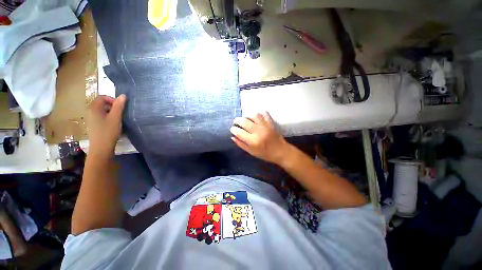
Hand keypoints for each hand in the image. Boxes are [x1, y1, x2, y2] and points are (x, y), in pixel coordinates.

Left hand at [87, 95, 125, 153]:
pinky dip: (108, 117)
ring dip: (111, 112)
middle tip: (120, 113)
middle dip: (112, 106)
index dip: (112, 100)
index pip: (102, 97)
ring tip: (118, 119)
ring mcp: (90, 119)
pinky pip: (100, 116)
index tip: (121, 107)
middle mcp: (90, 111)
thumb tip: (123, 95)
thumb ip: (119, 106)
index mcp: (94, 108)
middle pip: (101, 103)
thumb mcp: (116, 118)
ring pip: (102, 110)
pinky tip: (113, 125)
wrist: (101, 148)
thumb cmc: (108, 131)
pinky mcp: (93, 125)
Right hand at [230, 112, 289, 164]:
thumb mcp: (252, 152)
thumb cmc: (265, 154)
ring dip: (247, 116)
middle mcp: (258, 131)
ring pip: (253, 115)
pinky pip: (264, 114)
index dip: (233, 129)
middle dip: (237, 120)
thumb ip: (241, 144)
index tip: (232, 129)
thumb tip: (233, 137)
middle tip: (236, 122)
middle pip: (244, 121)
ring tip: (246, 119)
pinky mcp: (270, 123)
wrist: (281, 152)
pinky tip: (256, 117)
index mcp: (253, 141)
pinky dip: (259, 113)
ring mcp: (265, 126)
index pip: (239, 132)